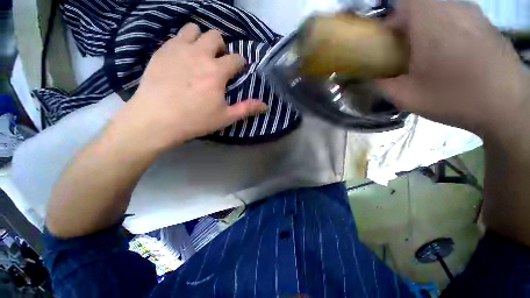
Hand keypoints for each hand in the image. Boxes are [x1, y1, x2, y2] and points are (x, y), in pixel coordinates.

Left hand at [111, 23, 266, 150]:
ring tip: (199, 55)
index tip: (238, 69)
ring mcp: (178, 49)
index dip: (240, 63)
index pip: (236, 59)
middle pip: (215, 36)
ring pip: (194, 29)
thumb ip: (246, 109)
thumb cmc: (195, 120)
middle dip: (221, 47)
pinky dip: (183, 43)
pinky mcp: (162, 51)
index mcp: (217, 71)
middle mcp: (200, 54)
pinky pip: (176, 36)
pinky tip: (182, 58)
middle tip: (218, 62)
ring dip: (201, 40)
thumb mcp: (225, 117)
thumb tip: (265, 105)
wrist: (156, 119)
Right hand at [378, 0, 527, 136]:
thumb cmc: (454, 98)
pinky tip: (450, 52)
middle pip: (421, 5)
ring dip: (427, 26)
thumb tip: (375, 77)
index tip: (388, 38)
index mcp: (431, 22)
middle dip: (407, 23)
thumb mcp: (407, 97)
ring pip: (439, 9)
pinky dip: (446, 28)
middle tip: (404, 49)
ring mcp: (473, 14)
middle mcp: (453, 8)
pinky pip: (457, 17)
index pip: (404, 1)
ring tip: (427, 52)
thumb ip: (383, 84)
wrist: (507, 106)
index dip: (392, 17)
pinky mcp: (485, 24)